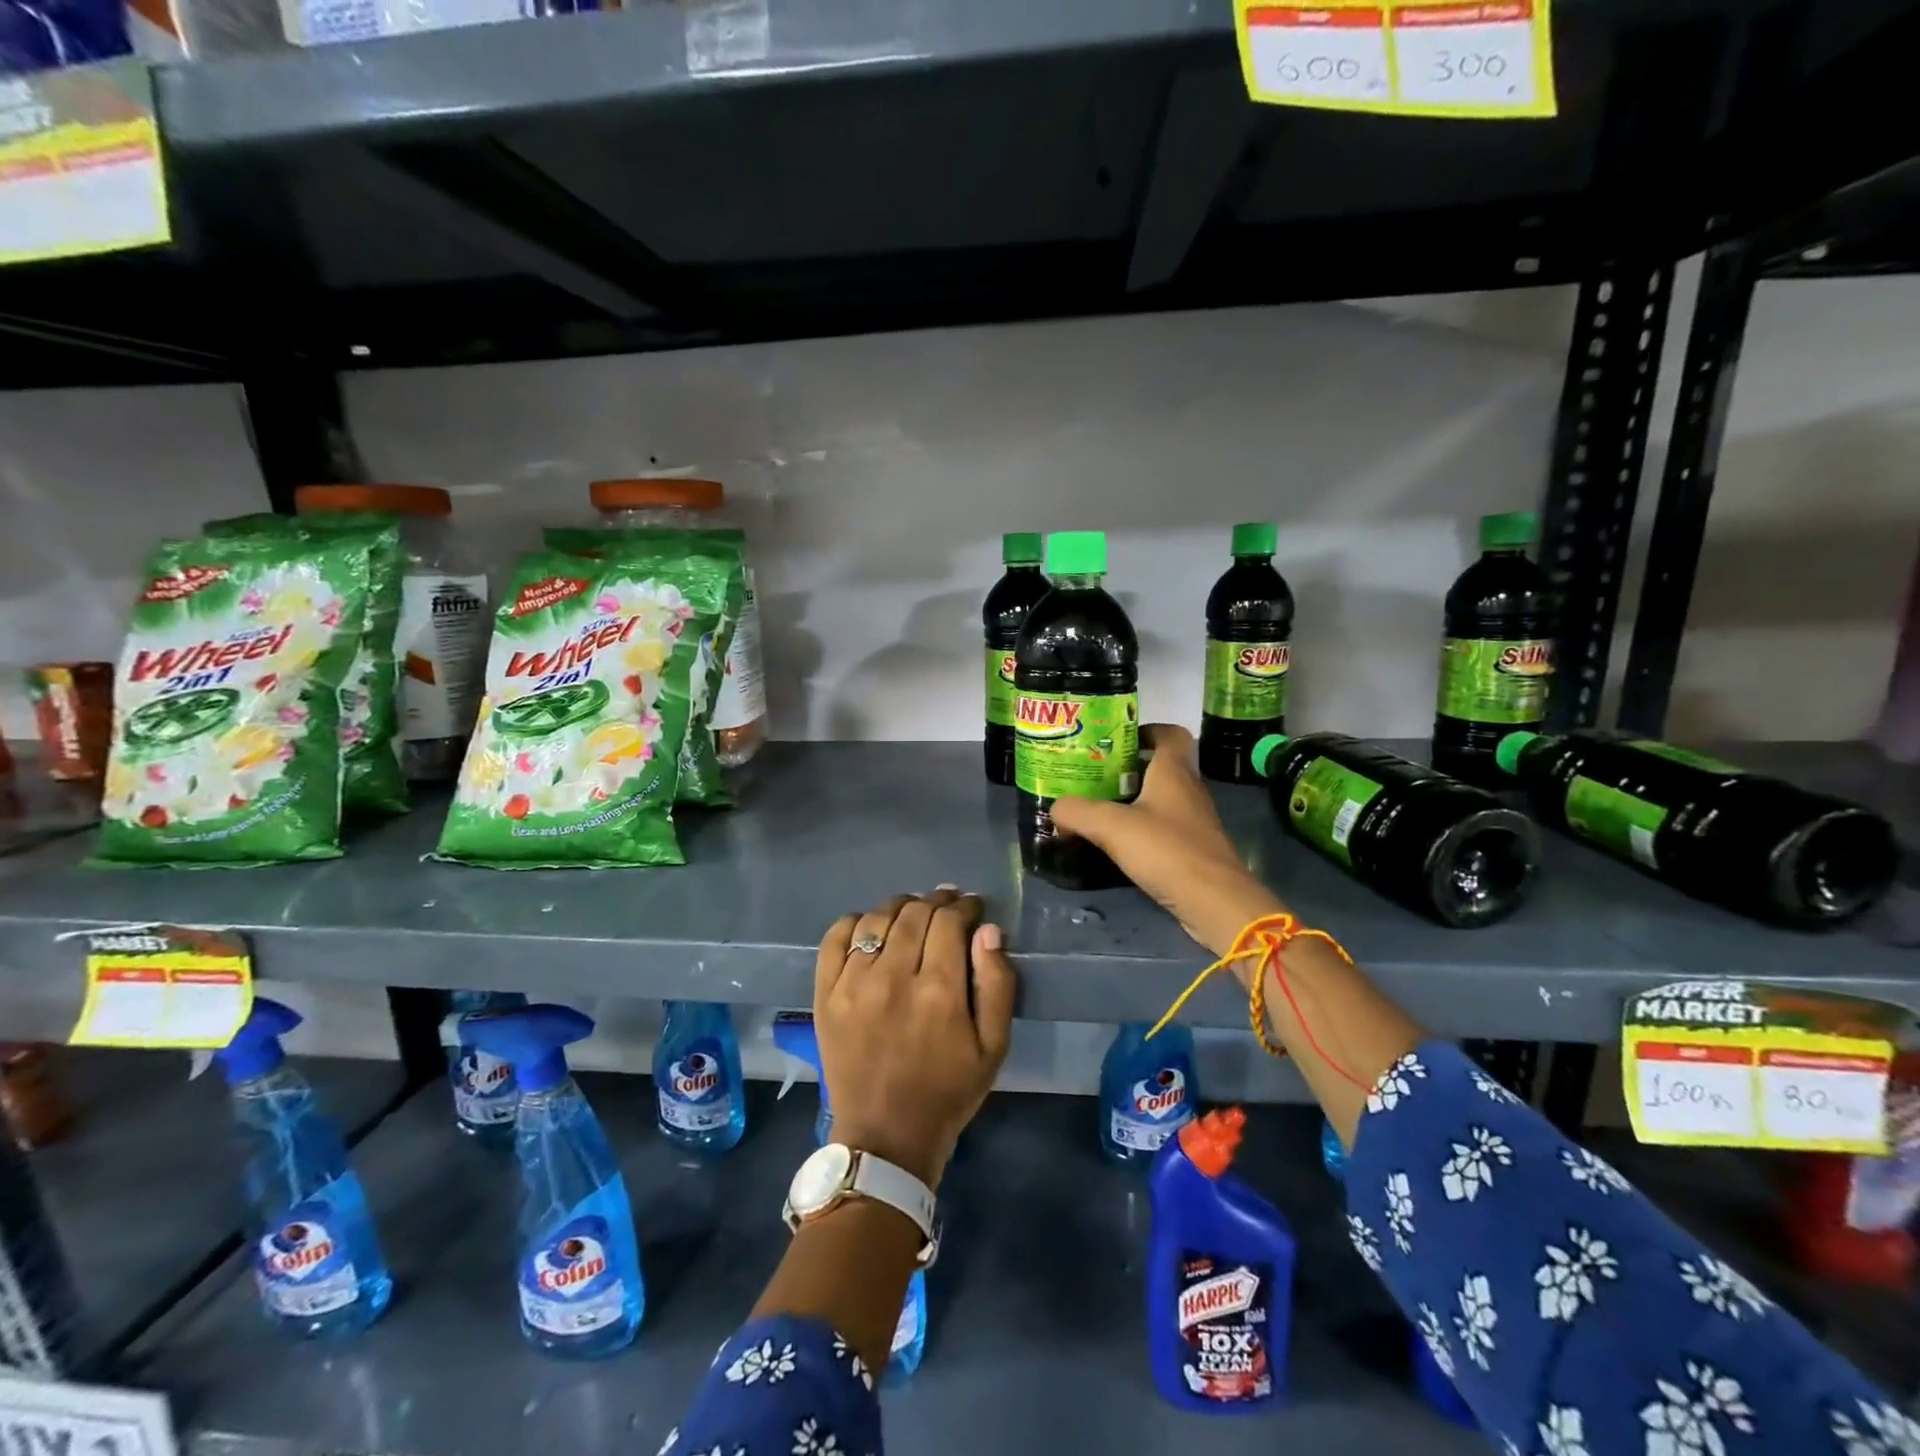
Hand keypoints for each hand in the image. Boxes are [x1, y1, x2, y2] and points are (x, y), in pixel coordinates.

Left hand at [814, 888, 1015, 1189]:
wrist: (885, 1137)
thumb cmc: (948, 1091)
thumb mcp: (993, 1047)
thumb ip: (997, 984)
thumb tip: (988, 930)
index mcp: (939, 992)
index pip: (949, 921)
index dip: (964, 906)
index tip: (972, 908)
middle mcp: (893, 978)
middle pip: (915, 913)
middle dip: (937, 902)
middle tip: (947, 906)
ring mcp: (853, 984)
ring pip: (877, 918)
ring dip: (900, 907)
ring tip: (913, 914)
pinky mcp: (825, 994)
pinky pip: (835, 938)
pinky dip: (855, 922)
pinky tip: (871, 928)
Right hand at [1049, 724, 1286, 956]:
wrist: (1214, 902)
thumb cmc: (1166, 850)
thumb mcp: (1111, 826)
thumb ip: (1077, 812)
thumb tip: (1056, 808)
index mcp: (1174, 771)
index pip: (1169, 733)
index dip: (1145, 730)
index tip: (1115, 740)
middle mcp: (1188, 789)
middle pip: (1160, 766)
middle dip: (1127, 768)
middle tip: (1092, 776)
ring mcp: (1193, 821)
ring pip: (1160, 798)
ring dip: (1132, 800)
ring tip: (1097, 808)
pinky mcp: (1192, 849)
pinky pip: (1163, 827)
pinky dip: (1140, 829)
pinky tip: (1117, 843)